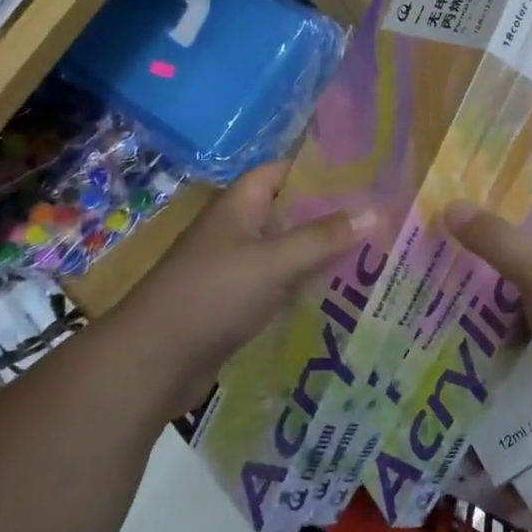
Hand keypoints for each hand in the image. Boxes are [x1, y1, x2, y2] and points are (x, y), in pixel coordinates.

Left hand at [111, 162, 381, 411]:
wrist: (150, 363)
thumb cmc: (213, 296)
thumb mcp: (275, 262)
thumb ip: (325, 237)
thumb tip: (376, 211)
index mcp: (240, 206)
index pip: (283, 171)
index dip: (320, 168)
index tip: (365, 173)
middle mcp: (237, 230)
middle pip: (290, 211)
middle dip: (331, 213)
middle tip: (381, 215)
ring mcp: (235, 267)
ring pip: (288, 249)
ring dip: (322, 251)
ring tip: (373, 250)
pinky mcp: (236, 302)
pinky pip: (280, 282)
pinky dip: (306, 283)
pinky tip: (340, 290)